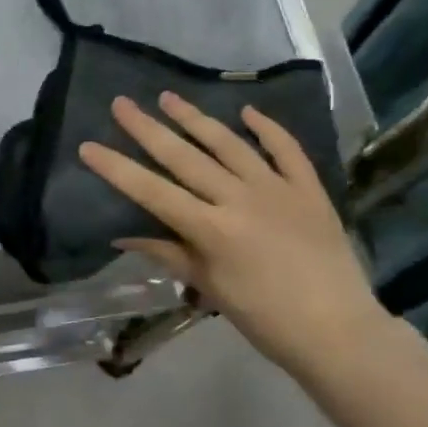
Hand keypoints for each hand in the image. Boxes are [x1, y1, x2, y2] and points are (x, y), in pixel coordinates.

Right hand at [80, 93, 388, 377]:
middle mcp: (240, 199)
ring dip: (196, 118)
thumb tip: (123, 236)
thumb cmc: (265, 318)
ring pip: (229, 144)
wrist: (338, 329)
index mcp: (212, 229)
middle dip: (148, 129)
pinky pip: (286, 150)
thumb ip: (169, 254)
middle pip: (185, 157)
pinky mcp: (309, 190)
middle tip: (122, 103)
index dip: (118, 168)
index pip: (153, 192)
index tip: (89, 146)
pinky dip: (268, 129)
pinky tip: (248, 111)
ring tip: (169, 96)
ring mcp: (278, 189)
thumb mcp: (210, 287)